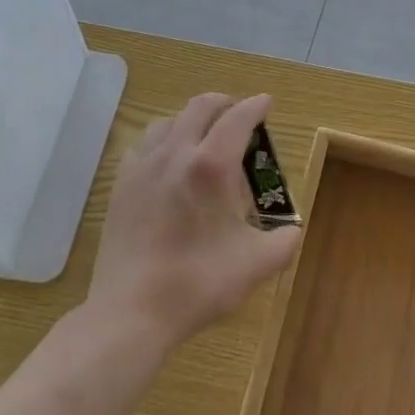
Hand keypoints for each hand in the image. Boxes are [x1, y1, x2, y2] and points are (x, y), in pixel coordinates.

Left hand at [86, 93, 301, 348]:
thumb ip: (284, 241)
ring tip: (204, 140)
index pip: (238, 118)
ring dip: (192, 120)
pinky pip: (145, 145)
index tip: (267, 103)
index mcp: (211, 166)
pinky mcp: (122, 183)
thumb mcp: (256, 264)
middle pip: (201, 106)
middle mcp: (176, 153)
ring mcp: (143, 166)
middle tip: (240, 118)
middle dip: (226, 104)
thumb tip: (292, 229)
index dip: (256, 106)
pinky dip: (164, 142)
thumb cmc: (198, 283)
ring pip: (169, 121)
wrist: (131, 311)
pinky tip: (169, 165)